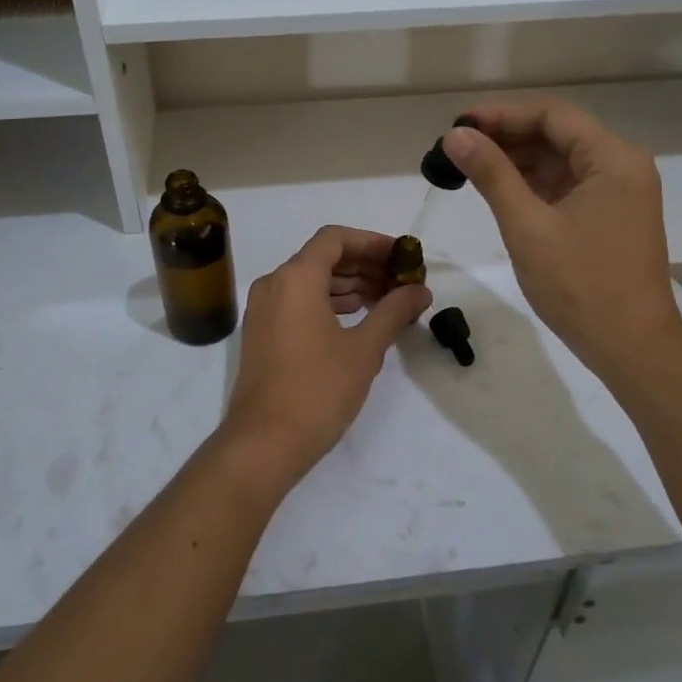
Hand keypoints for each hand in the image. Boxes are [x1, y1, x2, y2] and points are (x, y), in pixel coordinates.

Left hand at [218, 226, 432, 490]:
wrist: (264, 443)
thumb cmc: (317, 390)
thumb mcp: (364, 349)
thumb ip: (393, 312)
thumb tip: (420, 291)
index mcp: (296, 278)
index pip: (335, 239)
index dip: (371, 242)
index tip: (401, 257)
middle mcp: (274, 284)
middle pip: (322, 257)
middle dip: (364, 265)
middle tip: (400, 281)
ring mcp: (263, 309)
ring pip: (310, 281)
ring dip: (348, 285)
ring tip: (386, 300)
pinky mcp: (261, 333)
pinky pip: (298, 301)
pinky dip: (328, 302)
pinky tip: (356, 318)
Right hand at [443, 100, 681, 379]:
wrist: (633, 349)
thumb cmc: (581, 286)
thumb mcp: (527, 226)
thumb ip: (491, 174)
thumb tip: (456, 135)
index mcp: (613, 158)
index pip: (552, 115)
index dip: (502, 114)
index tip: (459, 124)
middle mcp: (622, 166)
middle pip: (558, 134)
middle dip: (507, 137)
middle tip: (457, 147)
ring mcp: (619, 193)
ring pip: (561, 160)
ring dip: (517, 161)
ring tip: (468, 167)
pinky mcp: (611, 217)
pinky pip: (568, 186)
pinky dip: (534, 185)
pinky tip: (499, 190)